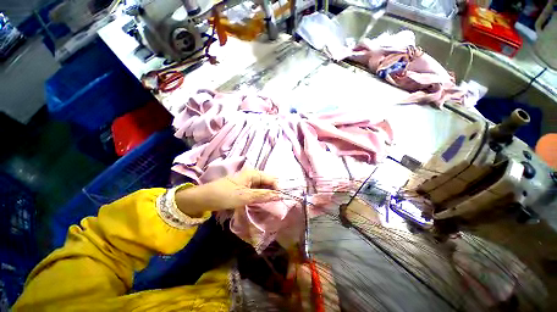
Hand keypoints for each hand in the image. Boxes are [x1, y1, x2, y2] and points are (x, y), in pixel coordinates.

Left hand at [175, 169, 280, 216]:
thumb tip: (279, 195)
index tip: (280, 200)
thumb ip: (263, 195)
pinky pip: (256, 191)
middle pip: (267, 182)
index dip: (277, 188)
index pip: (271, 179)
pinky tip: (261, 203)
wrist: (205, 198)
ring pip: (262, 187)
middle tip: (276, 204)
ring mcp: (248, 181)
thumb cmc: (225, 195)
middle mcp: (252, 175)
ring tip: (270, 205)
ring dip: (266, 195)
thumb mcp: (245, 196)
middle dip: (272, 192)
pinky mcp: (244, 187)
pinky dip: (259, 197)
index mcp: (253, 173)